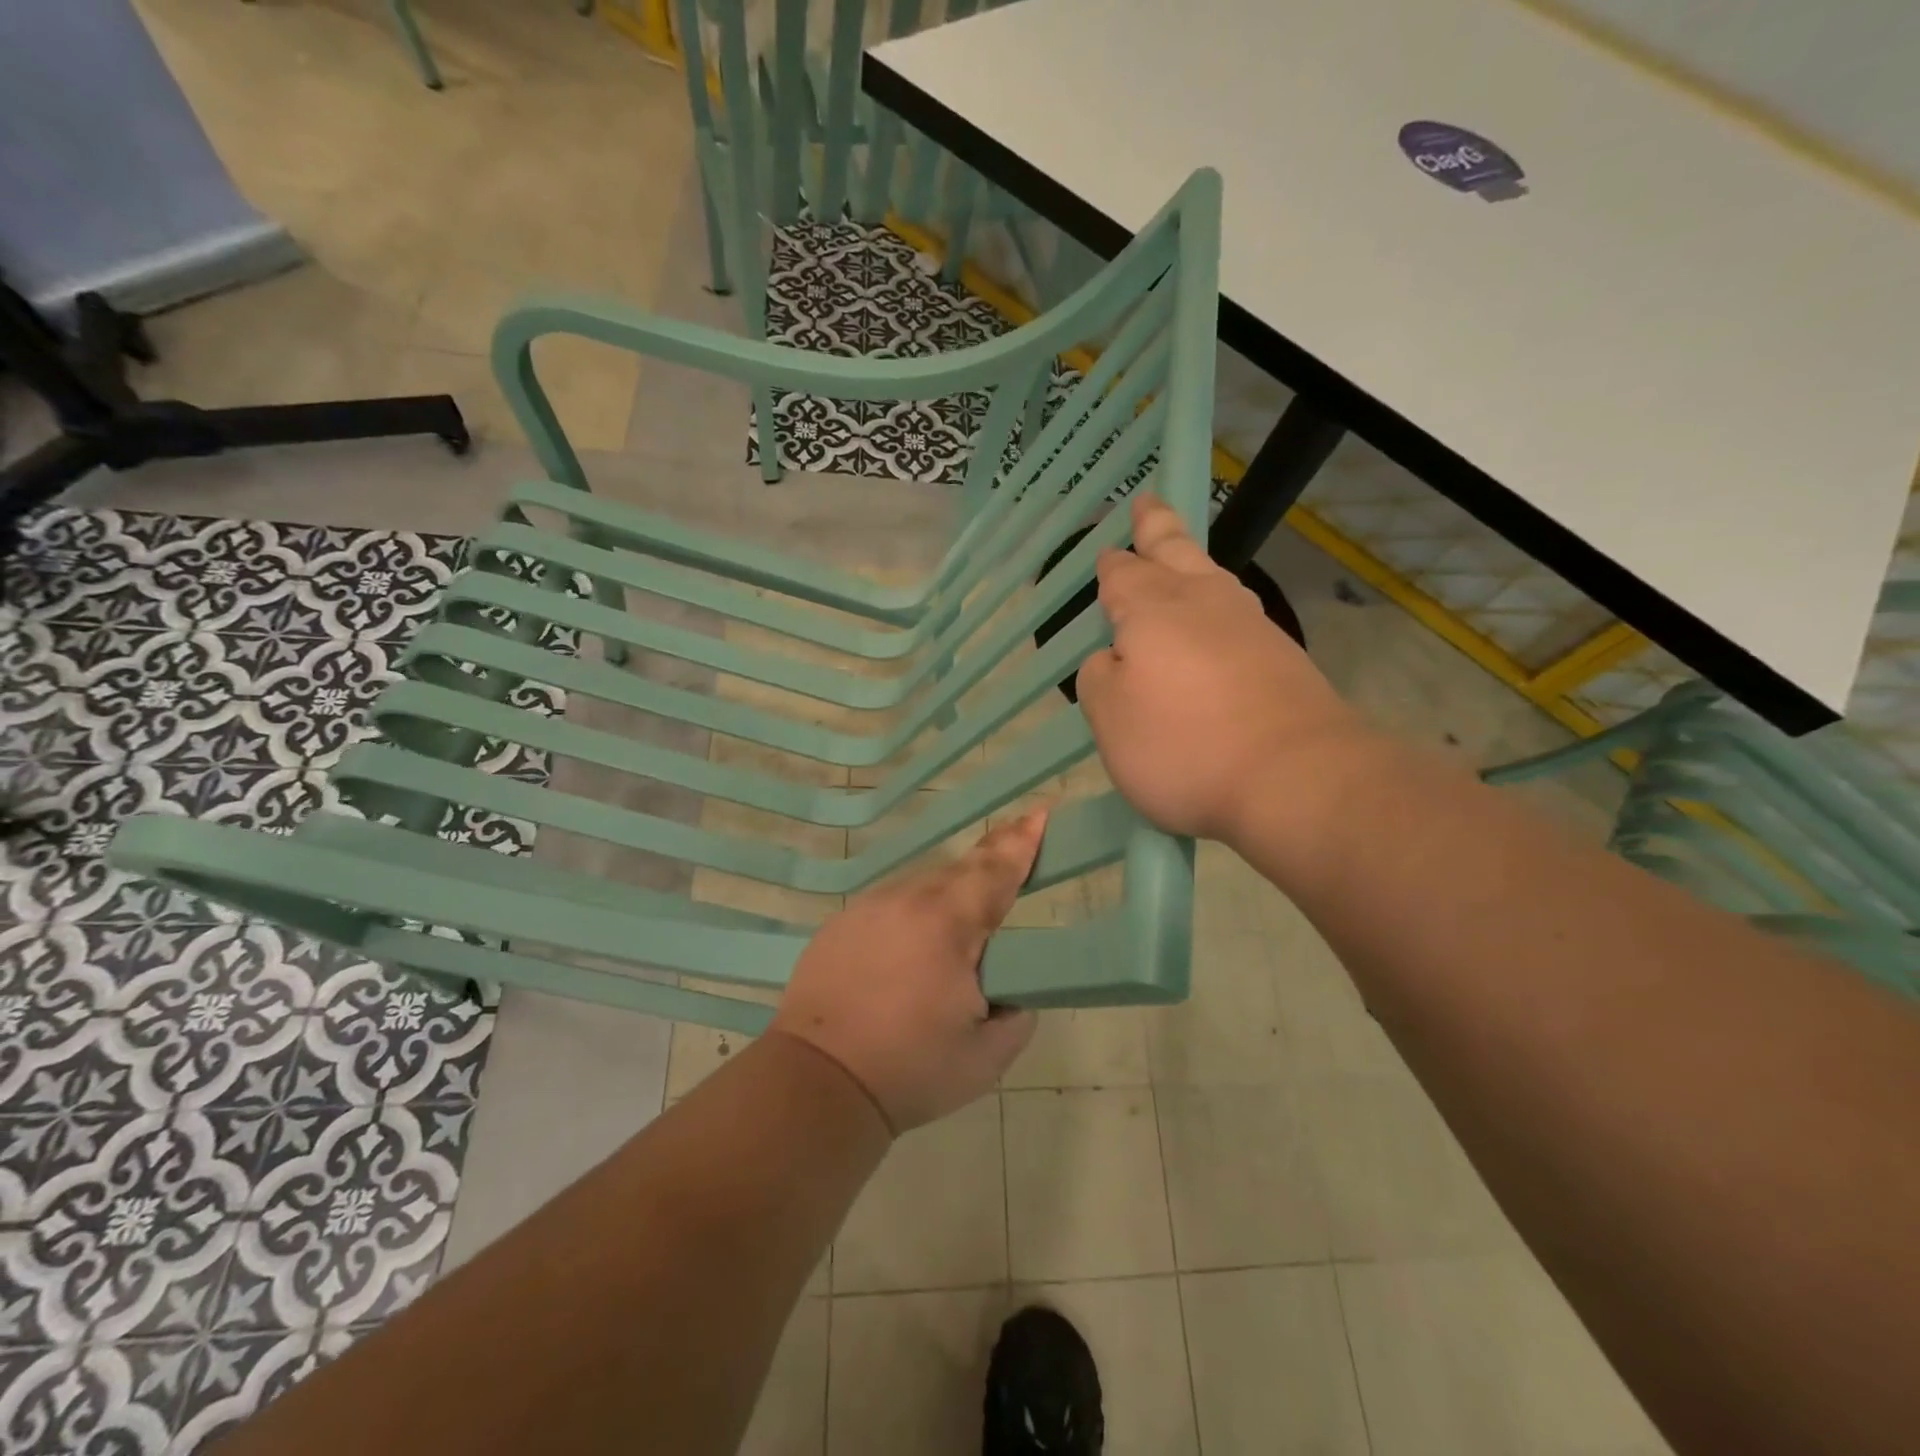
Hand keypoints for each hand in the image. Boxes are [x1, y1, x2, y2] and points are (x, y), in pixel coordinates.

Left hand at [770, 811, 1045, 1132]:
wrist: (817, 1082)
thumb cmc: (909, 1069)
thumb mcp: (985, 1056)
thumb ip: (1016, 1017)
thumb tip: (1013, 996)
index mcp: (948, 925)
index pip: (995, 872)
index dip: (1020, 843)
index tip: (1039, 814)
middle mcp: (907, 902)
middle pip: (959, 872)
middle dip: (988, 866)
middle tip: (1011, 858)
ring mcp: (867, 909)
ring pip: (921, 887)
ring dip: (947, 896)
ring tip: (958, 928)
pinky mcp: (840, 925)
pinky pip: (890, 905)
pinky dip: (911, 915)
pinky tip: (910, 948)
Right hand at [1077, 493, 1364, 847]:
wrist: (1296, 777)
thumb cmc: (1184, 746)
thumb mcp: (1111, 719)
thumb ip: (1100, 679)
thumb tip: (1113, 658)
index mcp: (1152, 611)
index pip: (1123, 575)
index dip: (1112, 564)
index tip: (1107, 551)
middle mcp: (1203, 605)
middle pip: (1175, 553)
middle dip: (1157, 528)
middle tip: (1148, 503)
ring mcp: (1250, 628)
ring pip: (1213, 578)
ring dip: (1191, 562)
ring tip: (1180, 557)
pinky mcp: (1283, 658)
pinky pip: (1238, 616)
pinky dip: (1218, 607)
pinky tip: (1218, 622)